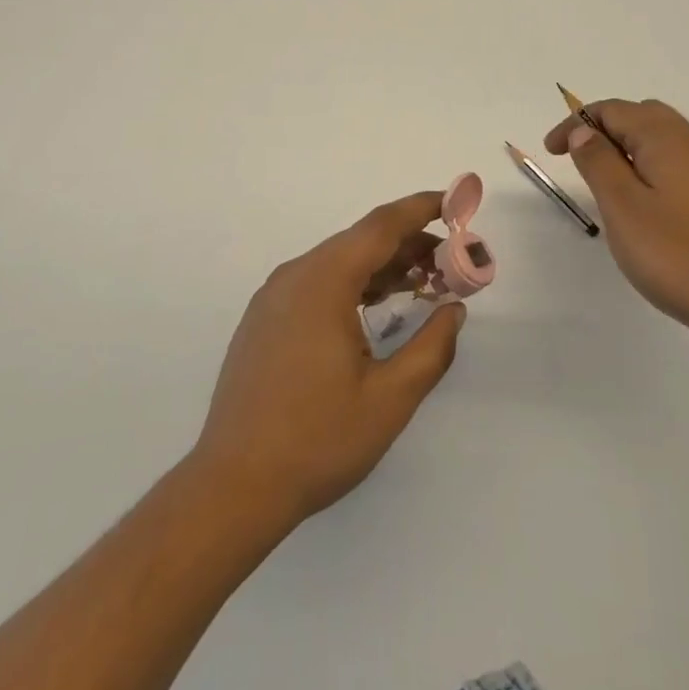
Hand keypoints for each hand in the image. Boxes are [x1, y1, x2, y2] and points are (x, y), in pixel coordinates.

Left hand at [192, 193, 465, 529]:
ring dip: (381, 267)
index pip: (380, 226)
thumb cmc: (317, 440)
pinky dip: (353, 284)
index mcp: (324, 281)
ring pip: (337, 263)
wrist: (233, 486)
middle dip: (408, 244)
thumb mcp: (390, 399)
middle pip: (359, 242)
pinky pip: (316, 283)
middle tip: (451, 263)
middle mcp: (295, 276)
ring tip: (423, 284)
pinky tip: (375, 308)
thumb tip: (454, 310)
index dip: (421, 209)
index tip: (455, 203)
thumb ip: (431, 348)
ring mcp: (273, 297)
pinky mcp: (264, 320)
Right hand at [546, 99, 688, 354]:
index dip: (575, 123)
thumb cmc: (678, 254)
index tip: (551, 151)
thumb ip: (598, 162)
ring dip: (625, 146)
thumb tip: (584, 131)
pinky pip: (674, 159)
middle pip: (639, 115)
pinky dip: (646, 163)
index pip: (612, 110)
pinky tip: (640, 199)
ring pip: (659, 137)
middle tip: (575, 158)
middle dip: (602, 128)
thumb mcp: (622, 206)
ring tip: (602, 178)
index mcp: (665, 137)